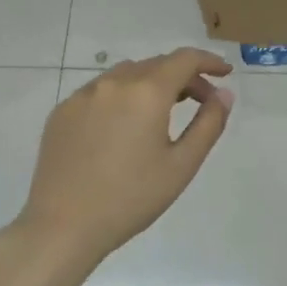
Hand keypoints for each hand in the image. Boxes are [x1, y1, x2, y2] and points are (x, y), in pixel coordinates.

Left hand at [17, 49, 234, 267]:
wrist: (62, 226)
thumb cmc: (131, 198)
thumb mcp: (182, 165)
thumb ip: (208, 124)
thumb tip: (224, 94)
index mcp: (146, 92)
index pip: (184, 59)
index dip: (208, 61)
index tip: (225, 73)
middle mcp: (113, 83)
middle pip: (157, 65)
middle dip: (184, 77)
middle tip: (201, 101)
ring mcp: (83, 95)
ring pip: (127, 74)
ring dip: (152, 83)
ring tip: (163, 111)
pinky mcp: (62, 112)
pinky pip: (100, 92)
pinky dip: (122, 97)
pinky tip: (124, 127)